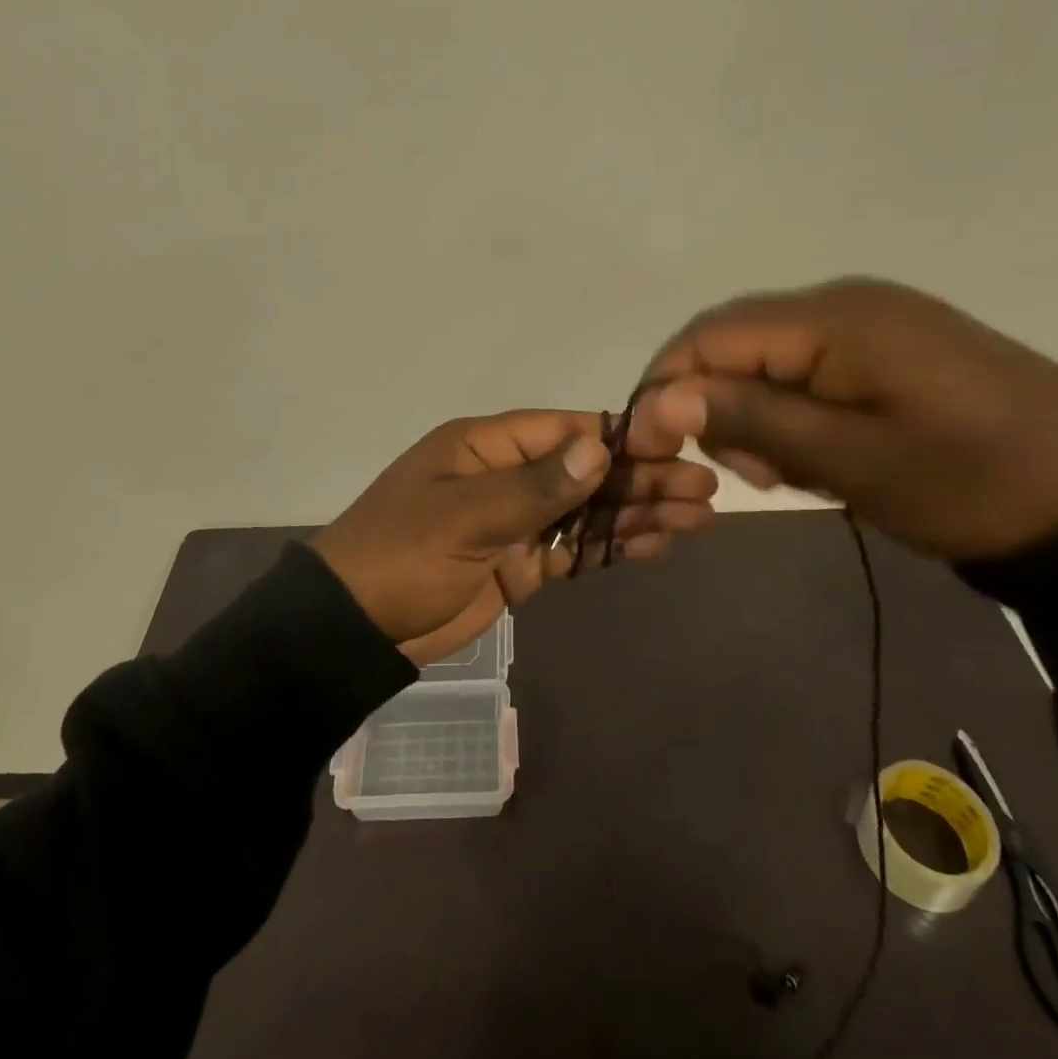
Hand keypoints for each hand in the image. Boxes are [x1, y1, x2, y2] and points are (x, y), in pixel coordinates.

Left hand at [313, 410, 717, 665]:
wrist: (354, 628)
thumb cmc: (400, 556)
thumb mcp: (462, 517)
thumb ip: (533, 487)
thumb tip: (599, 449)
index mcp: (487, 445)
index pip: (564, 430)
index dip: (620, 438)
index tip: (676, 446)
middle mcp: (507, 474)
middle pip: (586, 471)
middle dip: (642, 479)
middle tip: (704, 490)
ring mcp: (516, 520)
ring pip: (587, 510)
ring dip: (636, 513)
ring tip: (697, 518)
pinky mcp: (521, 563)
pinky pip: (574, 549)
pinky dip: (611, 547)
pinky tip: (655, 545)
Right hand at [635, 278, 1057, 559]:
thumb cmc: (974, 481)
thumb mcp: (852, 460)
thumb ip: (752, 421)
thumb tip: (659, 400)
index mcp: (832, 318)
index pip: (709, 336)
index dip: (666, 387)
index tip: (653, 450)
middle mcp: (842, 303)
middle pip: (734, 342)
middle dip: (713, 404)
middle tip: (745, 472)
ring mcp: (870, 323)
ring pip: (767, 358)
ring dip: (753, 412)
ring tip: (784, 471)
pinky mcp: (890, 349)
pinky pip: (807, 368)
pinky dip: (791, 411)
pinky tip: (816, 452)